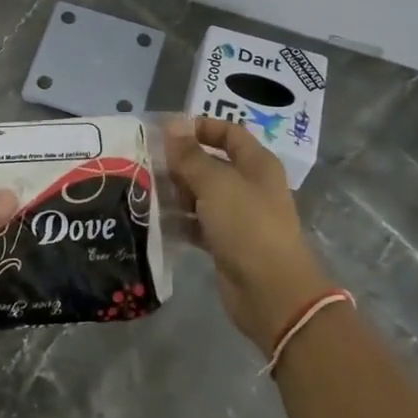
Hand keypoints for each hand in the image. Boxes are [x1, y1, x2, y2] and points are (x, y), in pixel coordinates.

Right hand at [166, 117, 334, 351]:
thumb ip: (190, 155)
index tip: (167, 132)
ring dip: (177, 192)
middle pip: (212, 163)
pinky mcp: (226, 243)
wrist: (272, 293)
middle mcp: (249, 186)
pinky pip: (198, 223)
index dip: (201, 127)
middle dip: (182, 162)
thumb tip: (173, 124)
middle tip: (148, 163)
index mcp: (256, 164)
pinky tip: (155, 219)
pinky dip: (180, 220)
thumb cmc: (247, 226)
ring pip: (202, 194)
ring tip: (146, 190)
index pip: (229, 133)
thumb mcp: (215, 184)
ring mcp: (239, 216)